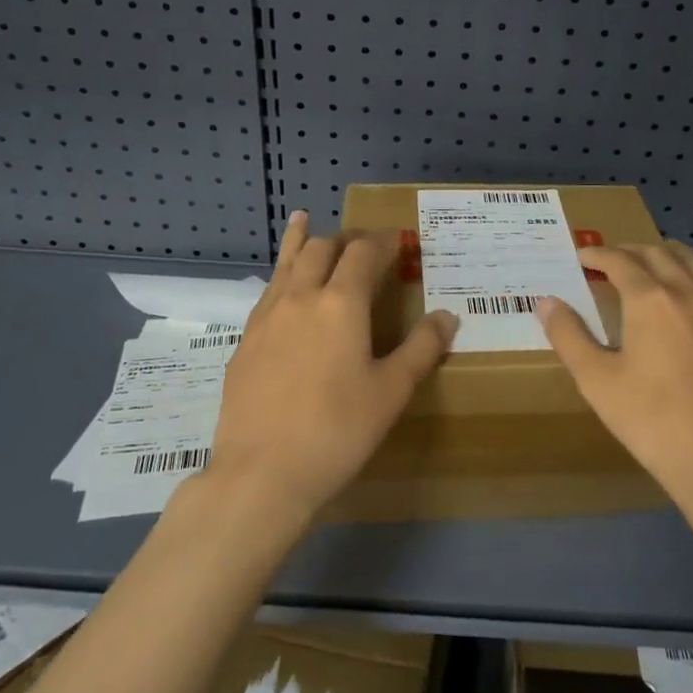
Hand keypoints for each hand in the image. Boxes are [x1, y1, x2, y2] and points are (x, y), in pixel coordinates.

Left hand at [204, 212, 456, 522]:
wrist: (261, 474)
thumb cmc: (337, 431)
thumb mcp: (392, 392)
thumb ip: (422, 348)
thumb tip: (447, 315)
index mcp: (341, 303)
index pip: (364, 253)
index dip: (383, 241)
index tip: (399, 241)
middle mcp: (301, 297)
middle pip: (322, 248)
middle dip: (346, 239)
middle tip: (363, 245)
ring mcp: (267, 317)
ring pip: (287, 263)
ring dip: (303, 241)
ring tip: (303, 219)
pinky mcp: (245, 341)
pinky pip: (268, 291)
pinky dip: (282, 274)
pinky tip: (284, 286)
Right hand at [538, 241, 692, 528]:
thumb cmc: (655, 423)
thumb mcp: (597, 382)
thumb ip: (569, 336)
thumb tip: (546, 301)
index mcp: (651, 300)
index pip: (620, 261)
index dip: (597, 254)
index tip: (581, 257)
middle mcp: (691, 295)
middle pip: (660, 254)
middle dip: (632, 250)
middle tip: (612, 257)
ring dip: (672, 255)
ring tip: (657, 261)